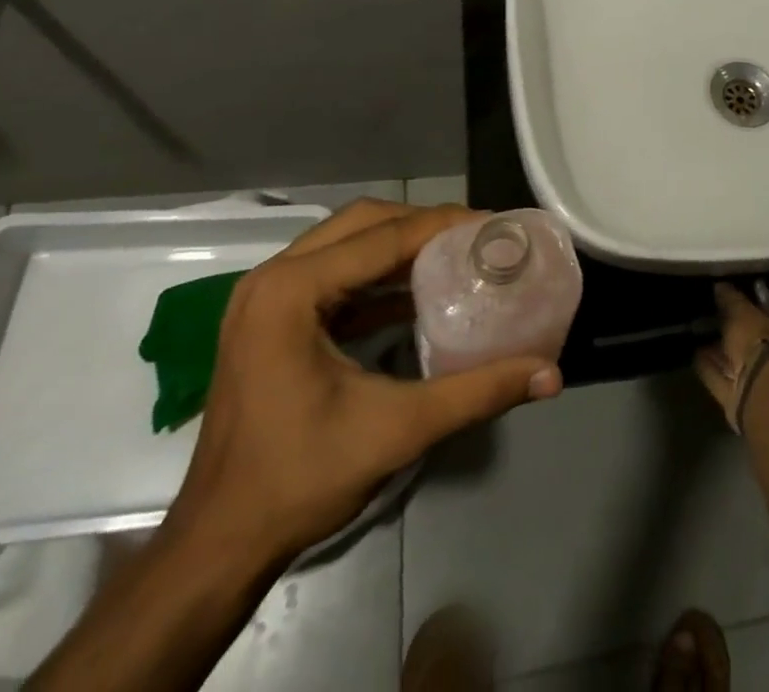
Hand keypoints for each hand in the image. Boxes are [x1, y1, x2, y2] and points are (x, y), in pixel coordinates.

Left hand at [165, 199, 562, 567]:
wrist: (218, 545)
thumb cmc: (299, 480)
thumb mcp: (397, 430)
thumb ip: (477, 393)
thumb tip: (550, 374)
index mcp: (292, 290)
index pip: (384, 236)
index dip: (445, 225)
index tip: (494, 225)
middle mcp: (273, 278)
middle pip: (363, 222)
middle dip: (423, 223)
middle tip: (475, 237)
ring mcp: (265, 297)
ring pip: (346, 242)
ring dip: (400, 244)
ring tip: (455, 253)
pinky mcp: (270, 319)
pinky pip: (333, 274)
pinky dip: (377, 274)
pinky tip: (419, 291)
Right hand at [693, 283, 768, 433]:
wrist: (764, 394)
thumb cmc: (768, 344)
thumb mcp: (748, 313)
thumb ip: (734, 301)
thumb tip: (721, 287)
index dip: (758, 314)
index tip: (739, 305)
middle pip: (757, 348)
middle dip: (737, 337)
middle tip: (716, 319)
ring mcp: (764, 388)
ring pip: (739, 366)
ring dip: (722, 354)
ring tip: (701, 335)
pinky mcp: (741, 404)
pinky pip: (722, 381)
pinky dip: (710, 368)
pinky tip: (695, 355)